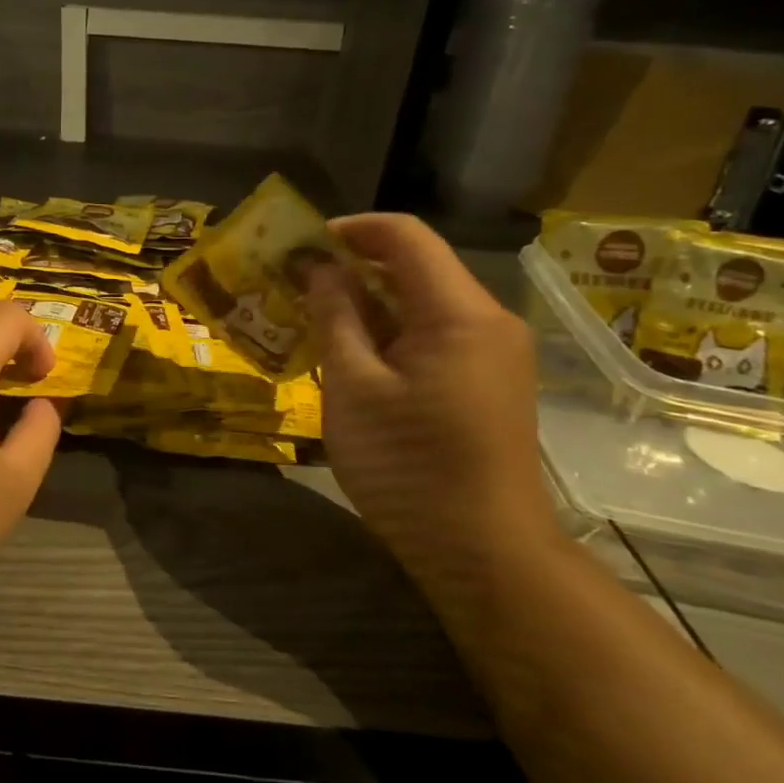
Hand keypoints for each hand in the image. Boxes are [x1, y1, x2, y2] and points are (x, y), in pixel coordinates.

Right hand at [305, 214, 560, 590]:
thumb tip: (318, 267)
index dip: (349, 228)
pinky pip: (432, 335)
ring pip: (421, 302)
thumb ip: (335, 316)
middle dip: (351, 266)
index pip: (405, 236)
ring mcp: (491, 353)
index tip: (298, 245)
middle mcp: (487, 320)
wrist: (484, 553)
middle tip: (292, 282)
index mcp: (460, 313)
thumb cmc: (409, 467)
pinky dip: (388, 332)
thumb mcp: (353, 387)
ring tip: (310, 316)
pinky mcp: (485, 381)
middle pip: (415, 266)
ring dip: (366, 301)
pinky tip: (348, 352)